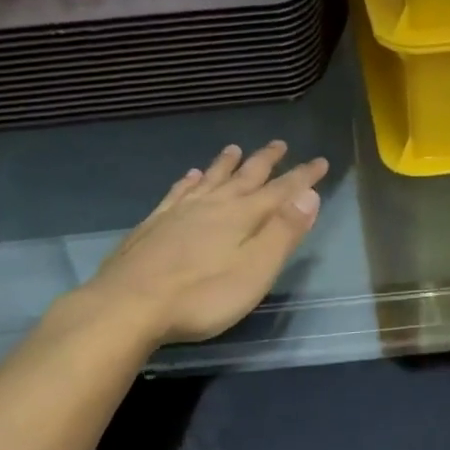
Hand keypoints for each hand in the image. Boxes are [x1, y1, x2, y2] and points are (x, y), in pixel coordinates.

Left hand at [87, 141, 328, 345]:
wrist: (129, 305)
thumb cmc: (202, 296)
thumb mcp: (255, 270)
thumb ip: (283, 232)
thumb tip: (309, 195)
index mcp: (241, 217)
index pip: (281, 190)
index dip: (303, 177)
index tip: (321, 161)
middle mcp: (212, 206)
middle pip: (245, 177)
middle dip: (265, 161)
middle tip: (279, 144)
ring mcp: (179, 213)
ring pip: (210, 180)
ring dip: (225, 164)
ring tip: (234, 149)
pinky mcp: (153, 226)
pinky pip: (177, 193)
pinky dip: (188, 181)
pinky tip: (189, 176)